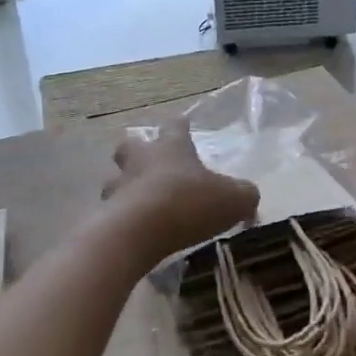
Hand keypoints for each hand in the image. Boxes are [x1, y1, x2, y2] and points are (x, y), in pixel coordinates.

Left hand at [102, 118, 258, 258]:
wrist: (139, 232)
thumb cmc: (189, 203)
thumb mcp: (234, 199)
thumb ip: (245, 195)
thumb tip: (249, 199)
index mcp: (172, 148)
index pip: (175, 126)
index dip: (181, 126)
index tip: (183, 124)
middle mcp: (141, 160)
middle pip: (130, 145)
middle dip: (137, 151)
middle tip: (148, 163)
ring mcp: (118, 187)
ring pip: (115, 179)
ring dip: (125, 187)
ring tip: (139, 202)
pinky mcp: (106, 215)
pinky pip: (113, 211)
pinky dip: (122, 218)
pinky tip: (135, 232)